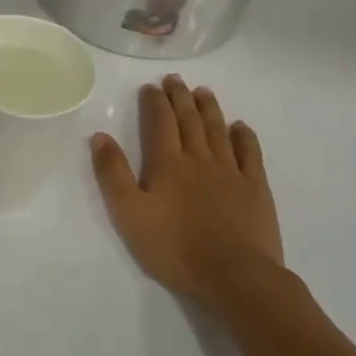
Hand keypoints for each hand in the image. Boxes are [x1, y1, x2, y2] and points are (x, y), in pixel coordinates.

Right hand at [90, 76, 284, 309]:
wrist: (234, 275)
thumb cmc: (174, 247)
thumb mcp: (129, 214)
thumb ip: (113, 173)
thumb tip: (100, 136)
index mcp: (167, 164)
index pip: (160, 123)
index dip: (155, 102)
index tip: (150, 86)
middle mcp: (200, 160)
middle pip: (190, 120)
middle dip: (180, 97)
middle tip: (175, 79)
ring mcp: (231, 172)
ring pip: (218, 131)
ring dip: (209, 109)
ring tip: (203, 92)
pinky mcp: (255, 189)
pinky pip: (250, 154)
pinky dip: (244, 136)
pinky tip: (240, 127)